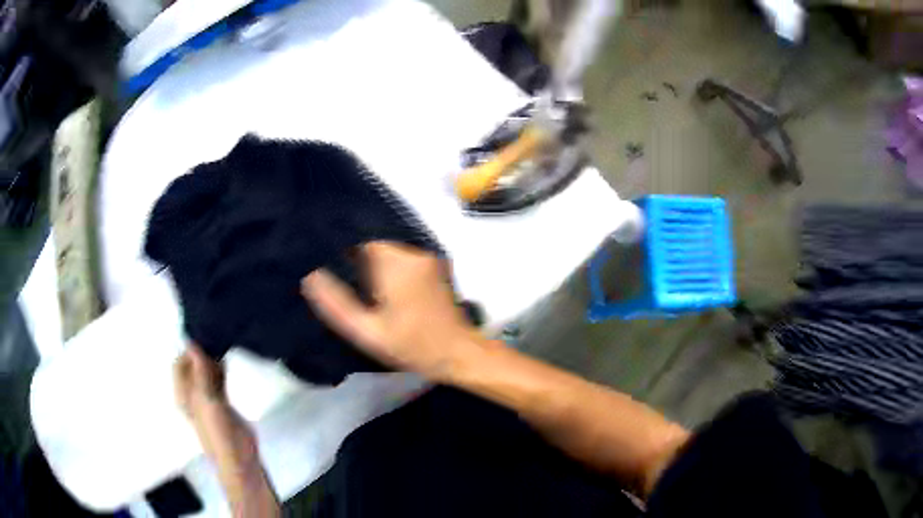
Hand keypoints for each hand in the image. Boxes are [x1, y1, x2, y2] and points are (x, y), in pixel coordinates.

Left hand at [174, 345, 258, 469]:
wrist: (239, 457)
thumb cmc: (218, 431)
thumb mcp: (206, 400)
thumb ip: (200, 373)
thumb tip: (192, 343)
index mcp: (183, 395)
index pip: (179, 365)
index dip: (188, 352)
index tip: (204, 339)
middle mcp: (193, 395)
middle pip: (193, 368)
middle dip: (201, 354)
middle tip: (214, 339)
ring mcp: (208, 399)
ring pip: (206, 373)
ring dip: (212, 361)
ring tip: (221, 344)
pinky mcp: (222, 403)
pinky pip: (218, 381)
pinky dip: (221, 371)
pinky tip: (226, 360)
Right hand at [300, 242, 480, 380]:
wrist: (459, 354)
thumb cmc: (413, 346)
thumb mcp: (368, 332)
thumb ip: (337, 304)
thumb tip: (311, 276)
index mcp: (396, 264)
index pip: (360, 238)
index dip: (342, 246)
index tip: (327, 260)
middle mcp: (413, 253)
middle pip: (375, 242)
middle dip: (356, 255)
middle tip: (341, 275)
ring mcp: (427, 257)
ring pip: (389, 249)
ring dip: (373, 261)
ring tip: (359, 283)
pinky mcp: (436, 265)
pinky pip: (403, 256)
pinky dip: (389, 265)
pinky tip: (383, 287)